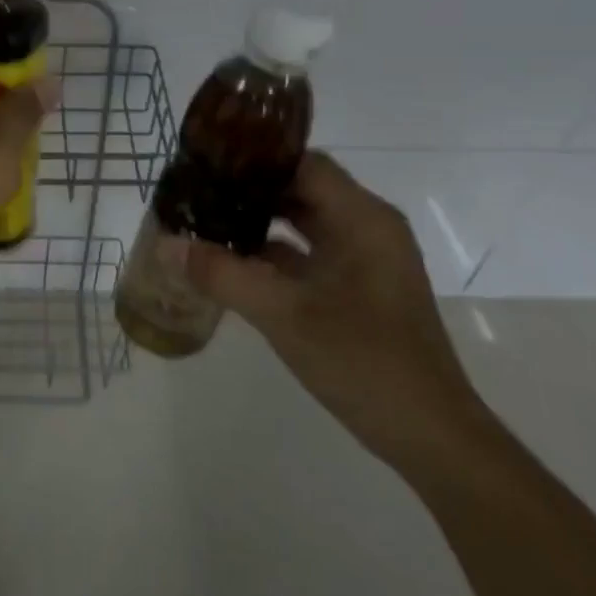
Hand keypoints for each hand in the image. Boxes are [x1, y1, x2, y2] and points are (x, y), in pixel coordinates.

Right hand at [185, 151, 490, 469]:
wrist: (428, 435)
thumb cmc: (363, 361)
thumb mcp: (283, 314)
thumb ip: (223, 275)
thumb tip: (167, 245)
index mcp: (362, 219)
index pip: (303, 164)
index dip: (255, 160)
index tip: (208, 162)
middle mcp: (368, 228)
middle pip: (302, 190)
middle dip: (250, 191)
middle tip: (198, 191)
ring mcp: (366, 260)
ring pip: (304, 223)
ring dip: (259, 223)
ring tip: (206, 220)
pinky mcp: (359, 289)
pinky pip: (311, 254)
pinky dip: (274, 254)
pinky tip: (232, 263)